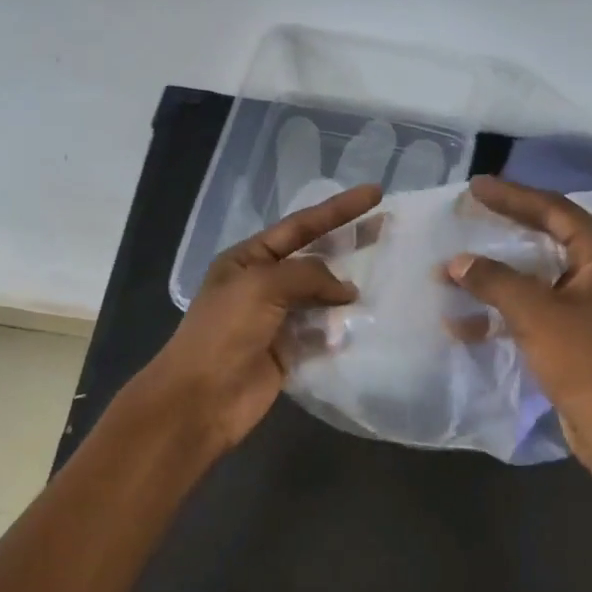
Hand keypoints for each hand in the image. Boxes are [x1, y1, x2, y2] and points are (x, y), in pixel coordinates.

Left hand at [133, 183, 381, 452]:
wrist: (203, 397)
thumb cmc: (224, 331)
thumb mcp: (262, 286)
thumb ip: (308, 275)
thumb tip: (347, 289)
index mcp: (248, 259)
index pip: (300, 226)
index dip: (338, 209)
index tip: (375, 193)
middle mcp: (263, 284)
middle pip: (315, 258)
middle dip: (349, 243)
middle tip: (388, 227)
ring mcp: (278, 319)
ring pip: (322, 297)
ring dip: (349, 290)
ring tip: (387, 277)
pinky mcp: (290, 352)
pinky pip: (323, 332)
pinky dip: (342, 328)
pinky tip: (367, 320)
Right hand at [448, 175, 591, 471]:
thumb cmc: (586, 361)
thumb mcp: (536, 314)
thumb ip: (494, 281)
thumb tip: (457, 262)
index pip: (554, 210)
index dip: (513, 196)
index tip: (475, 187)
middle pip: (549, 239)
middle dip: (505, 232)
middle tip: (470, 217)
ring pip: (541, 278)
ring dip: (499, 278)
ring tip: (457, 272)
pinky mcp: (585, 334)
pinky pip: (541, 309)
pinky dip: (508, 312)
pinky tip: (468, 323)